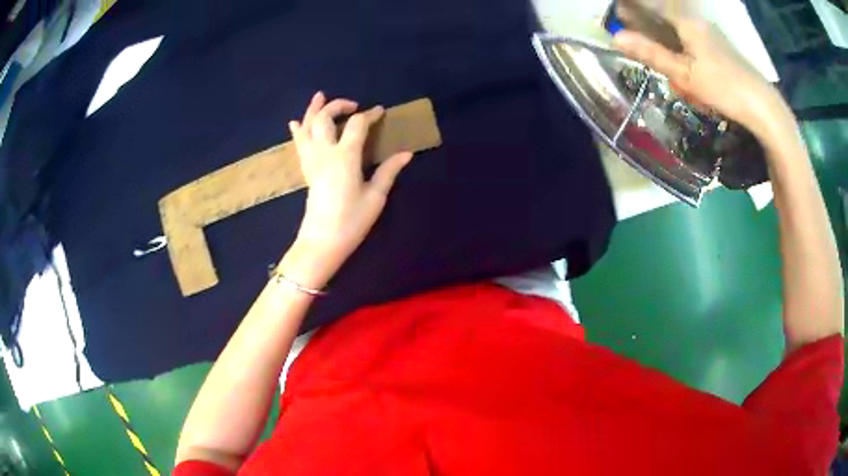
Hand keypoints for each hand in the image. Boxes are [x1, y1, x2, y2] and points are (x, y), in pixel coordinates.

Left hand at [281, 92, 412, 288]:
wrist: (321, 242)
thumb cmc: (351, 221)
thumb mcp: (375, 197)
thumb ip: (389, 171)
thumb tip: (407, 153)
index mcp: (345, 157)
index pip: (357, 125)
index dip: (370, 115)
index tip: (381, 112)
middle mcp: (324, 153)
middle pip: (325, 118)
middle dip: (338, 105)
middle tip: (354, 105)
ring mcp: (311, 161)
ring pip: (307, 127)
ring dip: (313, 110)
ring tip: (319, 96)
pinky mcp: (306, 170)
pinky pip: (299, 144)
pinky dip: (298, 131)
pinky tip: (296, 122)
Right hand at [612, 17, 792, 140]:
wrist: (764, 108)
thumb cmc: (724, 88)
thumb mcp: (684, 74)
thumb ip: (652, 54)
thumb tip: (616, 38)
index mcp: (686, 22)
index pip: (651, 7)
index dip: (632, 11)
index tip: (619, 21)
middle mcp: (698, 23)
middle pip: (666, 25)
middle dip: (656, 42)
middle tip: (658, 67)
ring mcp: (712, 36)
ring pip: (681, 40)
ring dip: (676, 59)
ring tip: (686, 89)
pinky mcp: (722, 51)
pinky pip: (696, 50)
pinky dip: (691, 65)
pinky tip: (699, 88)